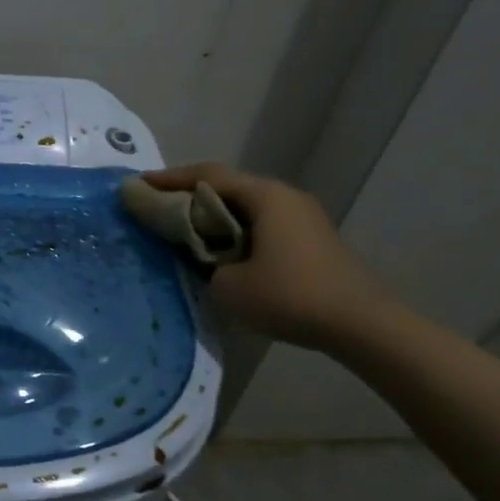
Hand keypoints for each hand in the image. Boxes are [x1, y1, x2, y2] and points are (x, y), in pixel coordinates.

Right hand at [144, 164, 393, 351]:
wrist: (360, 324)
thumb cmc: (289, 296)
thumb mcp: (228, 285)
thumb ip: (206, 264)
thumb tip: (208, 260)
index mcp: (265, 196)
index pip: (207, 176)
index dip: (170, 179)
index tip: (139, 185)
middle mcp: (284, 197)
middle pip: (227, 186)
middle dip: (189, 195)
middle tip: (157, 206)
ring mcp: (302, 217)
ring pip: (245, 206)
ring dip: (213, 215)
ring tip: (183, 229)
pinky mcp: (310, 240)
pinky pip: (261, 224)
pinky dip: (234, 230)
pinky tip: (220, 250)